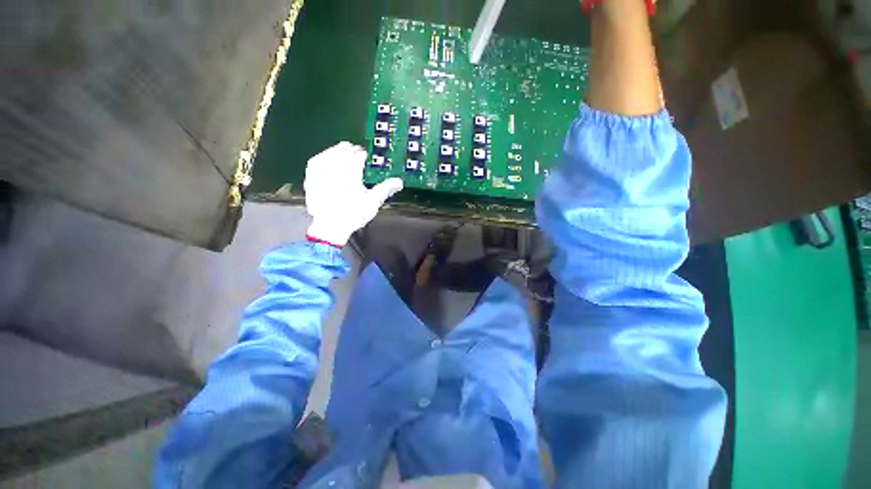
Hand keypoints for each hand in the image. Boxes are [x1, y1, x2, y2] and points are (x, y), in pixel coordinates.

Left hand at [304, 142, 402, 246]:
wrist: (330, 226)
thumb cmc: (354, 214)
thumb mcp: (373, 202)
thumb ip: (386, 188)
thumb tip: (399, 181)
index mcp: (351, 170)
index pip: (360, 155)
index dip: (367, 156)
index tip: (370, 159)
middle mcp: (335, 166)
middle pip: (345, 150)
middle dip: (353, 151)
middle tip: (359, 156)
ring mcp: (321, 170)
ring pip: (331, 152)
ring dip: (339, 152)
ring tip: (345, 154)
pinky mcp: (311, 176)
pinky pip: (317, 160)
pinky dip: (324, 158)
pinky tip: (327, 161)